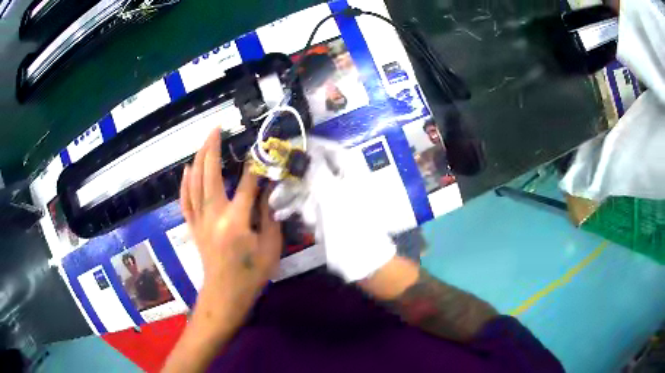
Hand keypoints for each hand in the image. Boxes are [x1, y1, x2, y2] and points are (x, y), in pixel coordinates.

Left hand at [180, 129, 281, 331]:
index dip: (256, 165)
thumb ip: (269, 216)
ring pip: (195, 183)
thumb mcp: (270, 247)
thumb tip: (267, 191)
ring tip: (204, 141)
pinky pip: (185, 200)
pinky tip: (187, 169)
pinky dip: (185, 183)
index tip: (261, 149)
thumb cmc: (251, 274)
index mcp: (236, 221)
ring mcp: (200, 220)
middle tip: (216, 128)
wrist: (225, 294)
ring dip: (199, 159)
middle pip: (210, 174)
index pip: (247, 184)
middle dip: (212, 148)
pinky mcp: (193, 227)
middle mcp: (214, 215)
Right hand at [269, 137, 395, 281]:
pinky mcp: (329, 212)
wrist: (363, 259)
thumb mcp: (330, 195)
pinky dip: (295, 206)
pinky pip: (309, 203)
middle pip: (313, 167)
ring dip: (290, 192)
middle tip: (272, 178)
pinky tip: (280, 213)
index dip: (305, 145)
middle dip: (292, 174)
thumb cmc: (349, 224)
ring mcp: (336, 196)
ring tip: (274, 202)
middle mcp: (342, 179)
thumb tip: (300, 150)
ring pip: (308, 186)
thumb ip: (314, 170)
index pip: (326, 147)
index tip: (283, 147)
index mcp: (350, 169)